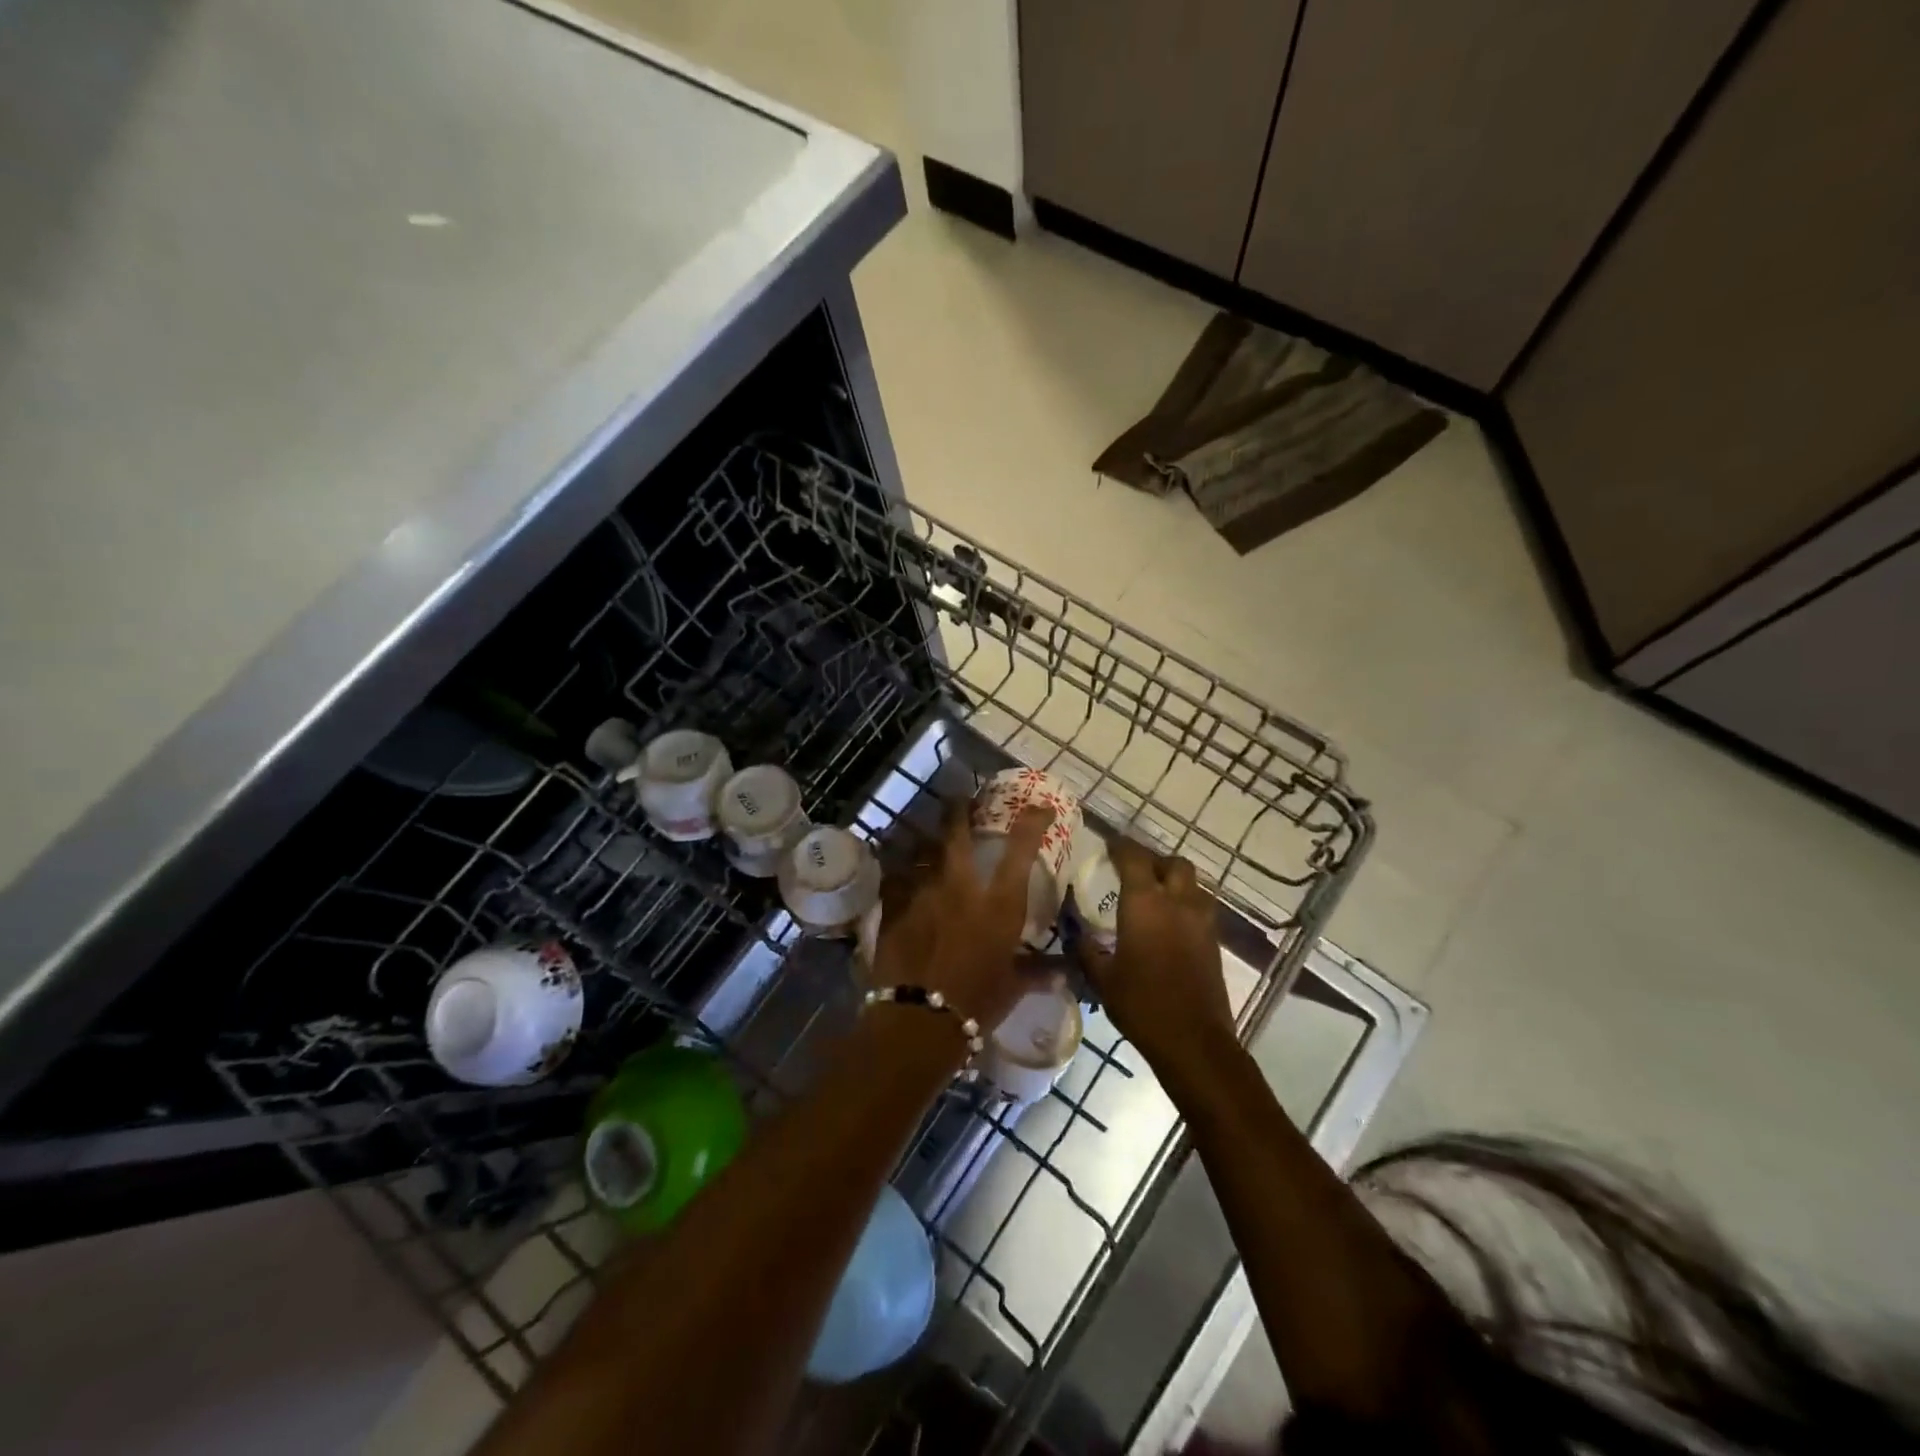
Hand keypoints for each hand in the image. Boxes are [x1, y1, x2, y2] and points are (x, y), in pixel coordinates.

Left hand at [870, 801, 1054, 1033]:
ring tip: (927, 839)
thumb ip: (1037, 971)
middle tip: (961, 799)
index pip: (1020, 850)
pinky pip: (895, 879)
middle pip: (957, 833)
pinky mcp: (893, 908)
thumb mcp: (1013, 987)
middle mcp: (960, 887)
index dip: (1032, 822)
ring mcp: (923, 894)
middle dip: (959, 810)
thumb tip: (1065, 970)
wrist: (918, 1021)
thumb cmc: (976, 1004)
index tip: (1039, 807)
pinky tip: (898, 875)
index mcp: (998, 904)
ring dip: (926, 842)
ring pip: (921, 851)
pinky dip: (899, 874)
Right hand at [1077, 839, 1235, 1073]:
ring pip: (1193, 884)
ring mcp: (1201, 921)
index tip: (1108, 845)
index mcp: (1145, 904)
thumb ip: (1085, 950)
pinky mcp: (1214, 941)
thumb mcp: (1102, 978)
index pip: (1134, 857)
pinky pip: (1201, 908)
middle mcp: (1177, 902)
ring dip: (1175, 881)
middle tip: (1135, 871)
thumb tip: (1072, 933)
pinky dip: (1185, 904)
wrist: (1194, 1041)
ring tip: (1154, 895)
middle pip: (1173, 863)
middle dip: (1154, 861)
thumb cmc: (1141, 1004)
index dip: (1120, 846)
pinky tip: (1170, 924)